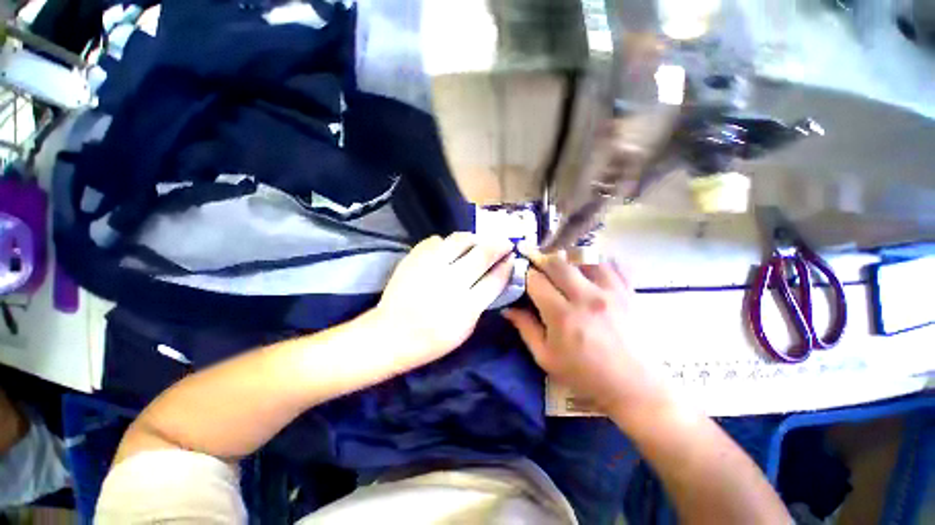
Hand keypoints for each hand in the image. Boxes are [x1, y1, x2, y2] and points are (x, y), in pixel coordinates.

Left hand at [374, 233, 514, 368]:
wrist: (391, 334)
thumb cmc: (432, 339)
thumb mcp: (465, 328)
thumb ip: (482, 301)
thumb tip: (494, 275)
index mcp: (467, 306)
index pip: (496, 278)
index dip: (507, 265)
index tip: (511, 257)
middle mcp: (451, 281)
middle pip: (483, 253)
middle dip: (499, 244)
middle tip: (504, 242)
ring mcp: (431, 266)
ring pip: (460, 239)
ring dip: (474, 239)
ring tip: (476, 242)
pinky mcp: (414, 258)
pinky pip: (436, 240)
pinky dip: (446, 243)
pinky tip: (447, 250)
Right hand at [503, 250, 670, 414]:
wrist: (635, 387)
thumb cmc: (585, 375)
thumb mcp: (546, 358)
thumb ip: (525, 328)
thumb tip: (507, 308)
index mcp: (562, 315)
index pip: (536, 280)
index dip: (525, 274)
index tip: (523, 277)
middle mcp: (585, 297)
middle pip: (557, 262)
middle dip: (542, 261)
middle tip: (540, 269)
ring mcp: (610, 291)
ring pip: (583, 257)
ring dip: (568, 259)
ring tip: (564, 270)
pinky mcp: (628, 291)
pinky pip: (610, 263)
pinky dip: (596, 262)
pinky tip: (590, 271)